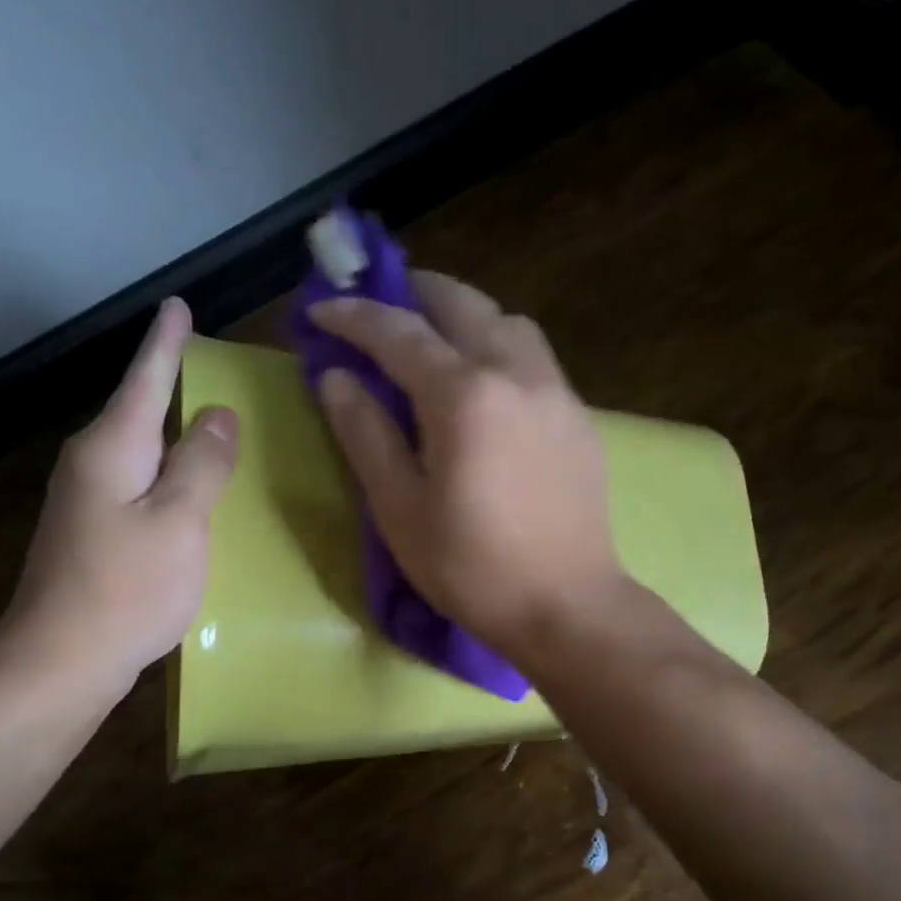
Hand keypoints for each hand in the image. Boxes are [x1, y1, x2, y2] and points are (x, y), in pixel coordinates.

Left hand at [0, 298, 237, 699]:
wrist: (63, 659)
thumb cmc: (128, 586)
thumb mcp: (180, 521)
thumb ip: (203, 464)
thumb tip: (220, 414)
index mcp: (112, 449)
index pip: (145, 381)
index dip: (166, 344)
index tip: (177, 305)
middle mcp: (92, 464)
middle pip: (137, 412)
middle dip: (168, 384)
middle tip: (203, 363)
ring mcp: (86, 501)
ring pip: (138, 452)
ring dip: (170, 434)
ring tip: (204, 422)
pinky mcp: (92, 534)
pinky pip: (137, 486)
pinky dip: (165, 475)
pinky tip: (184, 489)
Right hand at [309, 271, 625, 657]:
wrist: (567, 606)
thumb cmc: (472, 568)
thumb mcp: (400, 510)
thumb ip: (366, 435)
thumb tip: (337, 378)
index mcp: (465, 395)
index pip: (399, 333)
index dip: (353, 317)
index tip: (320, 311)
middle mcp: (517, 374)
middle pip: (463, 304)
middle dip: (414, 293)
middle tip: (381, 306)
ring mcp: (557, 393)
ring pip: (509, 324)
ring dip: (466, 317)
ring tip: (437, 341)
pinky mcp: (580, 420)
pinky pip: (536, 360)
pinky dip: (501, 350)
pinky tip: (486, 388)